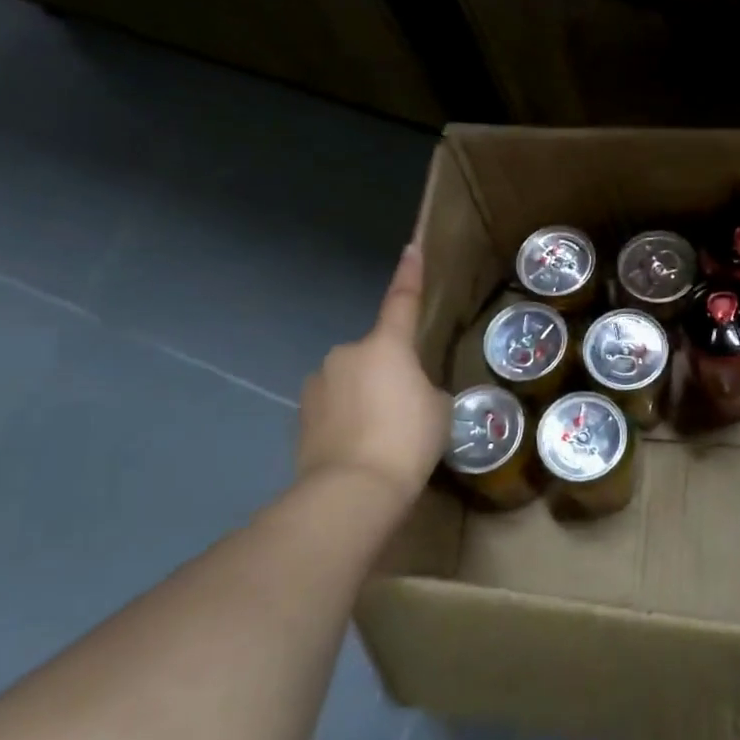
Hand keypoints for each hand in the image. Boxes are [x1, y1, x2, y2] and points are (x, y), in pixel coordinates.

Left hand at [296, 242, 449, 510]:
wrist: (351, 491)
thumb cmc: (407, 441)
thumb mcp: (439, 411)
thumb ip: (425, 390)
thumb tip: (410, 394)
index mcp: (386, 345)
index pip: (402, 300)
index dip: (410, 274)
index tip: (412, 247)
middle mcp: (347, 354)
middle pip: (376, 354)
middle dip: (389, 373)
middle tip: (407, 410)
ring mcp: (318, 384)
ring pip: (352, 381)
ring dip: (365, 397)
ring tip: (381, 437)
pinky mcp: (301, 415)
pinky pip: (334, 407)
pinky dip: (346, 419)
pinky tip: (358, 449)